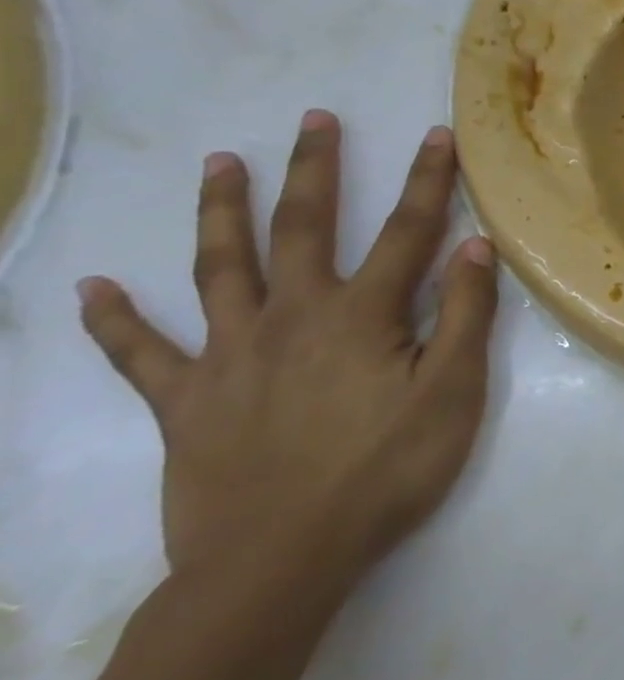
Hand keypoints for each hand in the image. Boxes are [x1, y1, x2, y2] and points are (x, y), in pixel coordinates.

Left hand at [77, 111, 498, 593]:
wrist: (280, 560)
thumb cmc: (387, 469)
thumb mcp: (454, 391)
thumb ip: (465, 315)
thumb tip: (474, 246)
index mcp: (362, 315)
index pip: (406, 231)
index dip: (426, 180)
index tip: (435, 134)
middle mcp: (292, 317)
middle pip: (302, 228)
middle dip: (314, 170)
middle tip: (312, 119)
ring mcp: (229, 356)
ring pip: (219, 268)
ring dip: (220, 211)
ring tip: (217, 162)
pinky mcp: (186, 401)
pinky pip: (140, 354)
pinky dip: (114, 320)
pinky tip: (92, 287)